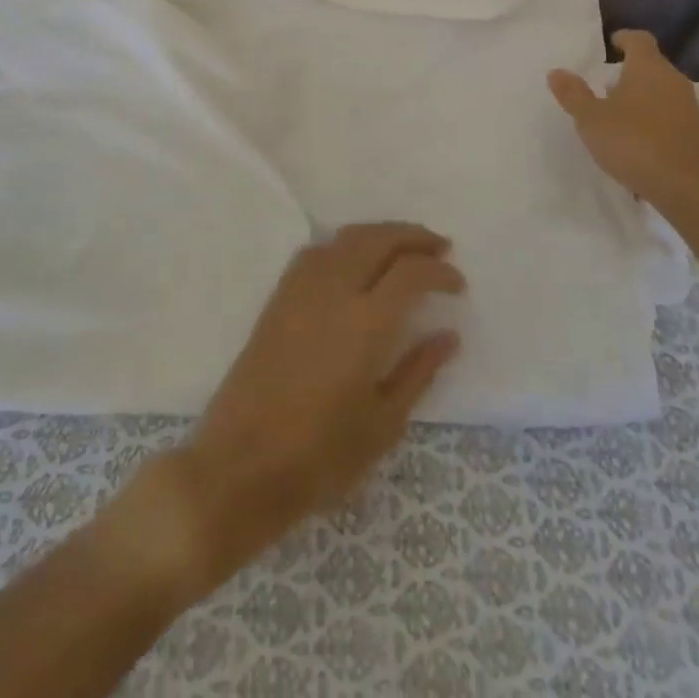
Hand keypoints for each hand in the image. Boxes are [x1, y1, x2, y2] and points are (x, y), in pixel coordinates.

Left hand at [149, 223, 463, 596]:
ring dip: (380, 234)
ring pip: (346, 237)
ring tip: (402, 249)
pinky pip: (318, 251)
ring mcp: (301, 289)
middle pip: (378, 239)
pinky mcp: (279, 297)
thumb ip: (418, 372)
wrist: (239, 465)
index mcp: (366, 322)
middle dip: (414, 237)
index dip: (440, 272)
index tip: (458, 285)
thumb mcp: (383, 424)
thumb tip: (448, 335)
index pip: (411, 273)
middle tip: (439, 248)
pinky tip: (354, 263)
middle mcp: (334, 290)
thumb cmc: (319, 455)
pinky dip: (345, 245)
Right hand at [547, 29, 698, 209]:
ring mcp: (689, 106)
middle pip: (652, 65)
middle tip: (605, 84)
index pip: (639, 39)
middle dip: (630, 71)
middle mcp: (673, 79)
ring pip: (662, 90)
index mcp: (648, 67)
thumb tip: (556, 71)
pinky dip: (654, 119)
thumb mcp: (591, 120)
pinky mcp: (697, 132)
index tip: (611, 44)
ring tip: (619, 114)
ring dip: (643, 96)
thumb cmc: (634, 143)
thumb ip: (573, 94)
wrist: (688, 188)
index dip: (624, 38)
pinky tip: (639, 140)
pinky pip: (671, 115)